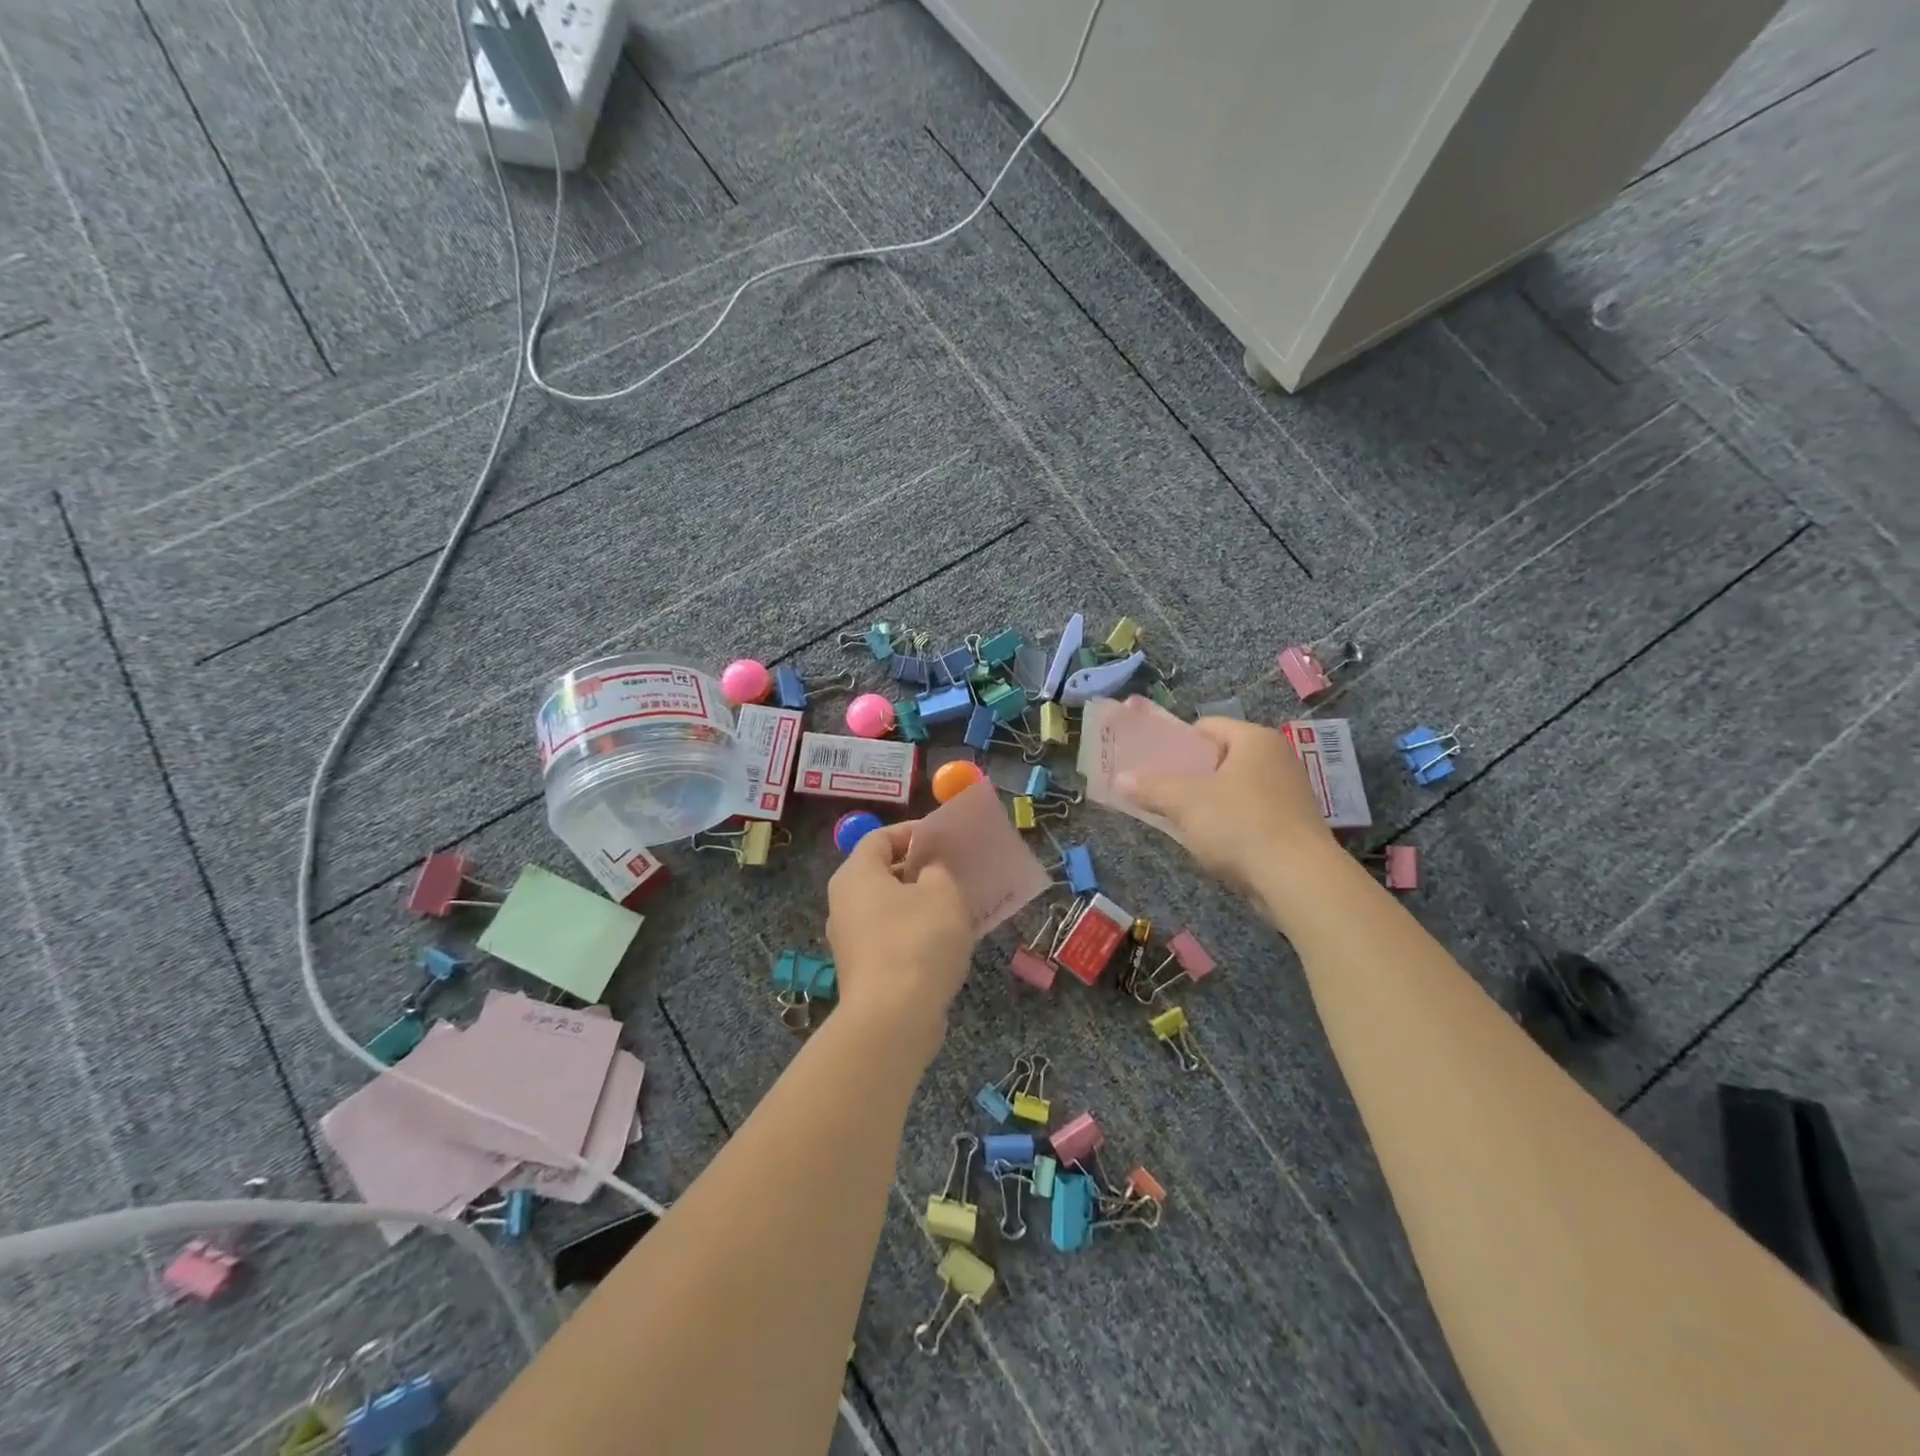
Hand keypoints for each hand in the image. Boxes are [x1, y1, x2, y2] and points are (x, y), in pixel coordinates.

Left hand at [825, 822, 976, 1059]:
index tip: (943, 839)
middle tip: (954, 871)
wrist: (893, 1019)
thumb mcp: (941, 892)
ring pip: (888, 908)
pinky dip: (914, 933)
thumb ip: (937, 870)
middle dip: (919, 869)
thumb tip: (929, 871)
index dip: (912, 832)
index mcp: (856, 875)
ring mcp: (850, 940)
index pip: (880, 837)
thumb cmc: (917, 941)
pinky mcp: (863, 970)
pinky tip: (945, 943)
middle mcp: (844, 903)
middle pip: (882, 873)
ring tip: (956, 907)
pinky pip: (891, 937)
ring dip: (920, 904)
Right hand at [1118, 718, 1340, 912]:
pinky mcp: (1293, 826)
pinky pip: (1249, 814)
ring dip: (1206, 803)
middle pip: (1220, 758)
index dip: (1176, 743)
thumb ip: (1150, 788)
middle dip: (1189, 776)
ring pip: (1234, 789)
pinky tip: (1211, 843)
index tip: (1154, 766)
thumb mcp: (1185, 802)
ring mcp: (1289, 793)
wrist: (1298, 879)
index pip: (1206, 726)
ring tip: (1180, 821)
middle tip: (1161, 793)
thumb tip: (1119, 779)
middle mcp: (1277, 758)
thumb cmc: (1239, 824)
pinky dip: (1228, 824)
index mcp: (1255, 739)